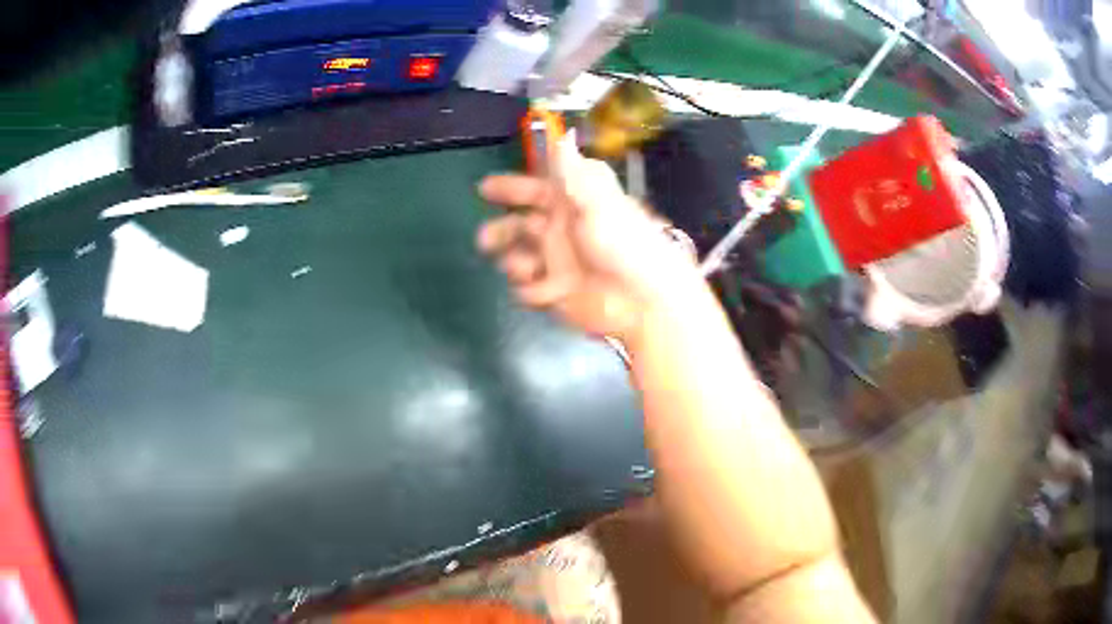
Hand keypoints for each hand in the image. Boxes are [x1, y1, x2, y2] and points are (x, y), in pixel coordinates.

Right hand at [477, 140, 702, 340]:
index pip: (534, 190)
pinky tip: (544, 292)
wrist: (643, 301)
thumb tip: (563, 134)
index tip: (484, 189)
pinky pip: (528, 290)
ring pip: (518, 258)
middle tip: (485, 240)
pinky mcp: (557, 294)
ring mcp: (557, 264)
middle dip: (500, 231)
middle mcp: (561, 232)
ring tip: (524, 268)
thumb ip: (573, 172)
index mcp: (572, 205)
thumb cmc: (623, 244)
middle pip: (519, 226)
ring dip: (513, 261)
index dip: (510, 188)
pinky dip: (530, 291)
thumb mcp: (598, 201)